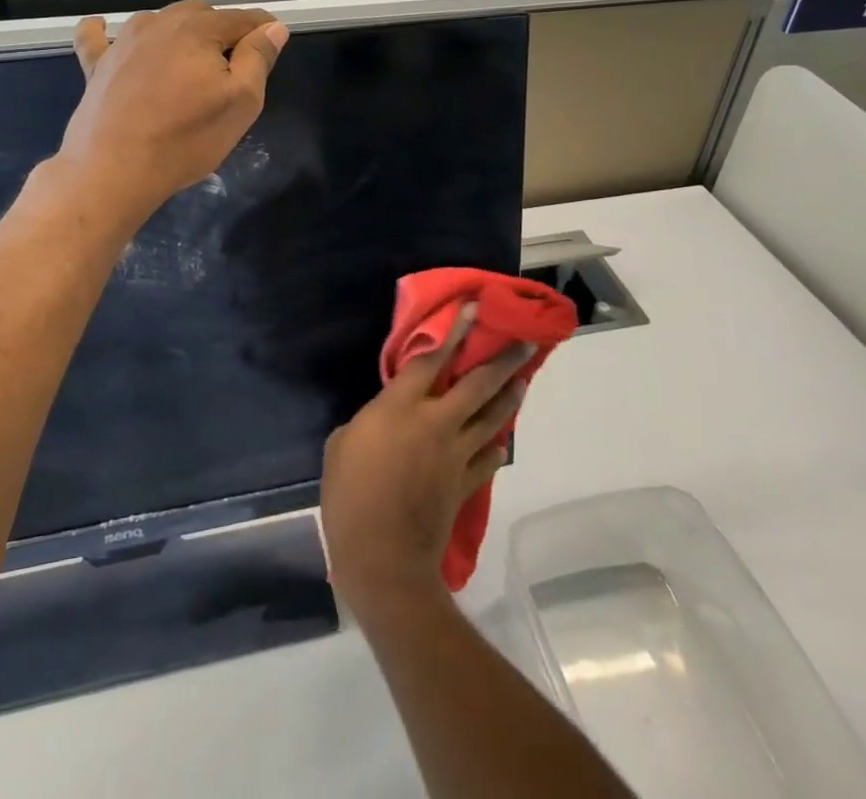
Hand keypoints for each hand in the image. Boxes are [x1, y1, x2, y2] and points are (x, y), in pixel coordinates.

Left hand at [60, 0, 287, 218]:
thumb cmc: (186, 138)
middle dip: (221, 29)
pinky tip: (105, 29)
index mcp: (199, 30)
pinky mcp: (97, 64)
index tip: (273, 42)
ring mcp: (123, 42)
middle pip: (201, 13)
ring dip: (178, 31)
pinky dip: (105, 31)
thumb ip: (258, 58)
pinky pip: (98, 36)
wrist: (113, 169)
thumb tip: (273, 27)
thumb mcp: (241, 102)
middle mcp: (160, 24)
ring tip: (187, 60)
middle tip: (232, 64)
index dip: (263, 28)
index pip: (242, 18)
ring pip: (159, 21)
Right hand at [321, 306, 532, 612]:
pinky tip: (500, 442)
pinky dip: (495, 448)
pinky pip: (486, 460)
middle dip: (502, 361)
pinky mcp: (464, 484)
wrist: (383, 557)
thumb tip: (381, 421)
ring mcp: (455, 454)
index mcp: (400, 407)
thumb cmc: (350, 495)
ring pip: (491, 418)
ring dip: (508, 397)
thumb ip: (367, 422)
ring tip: (522, 381)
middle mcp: (435, 422)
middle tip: (524, 343)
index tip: (472, 309)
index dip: (453, 332)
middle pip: (476, 385)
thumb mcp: (341, 446)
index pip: (431, 359)